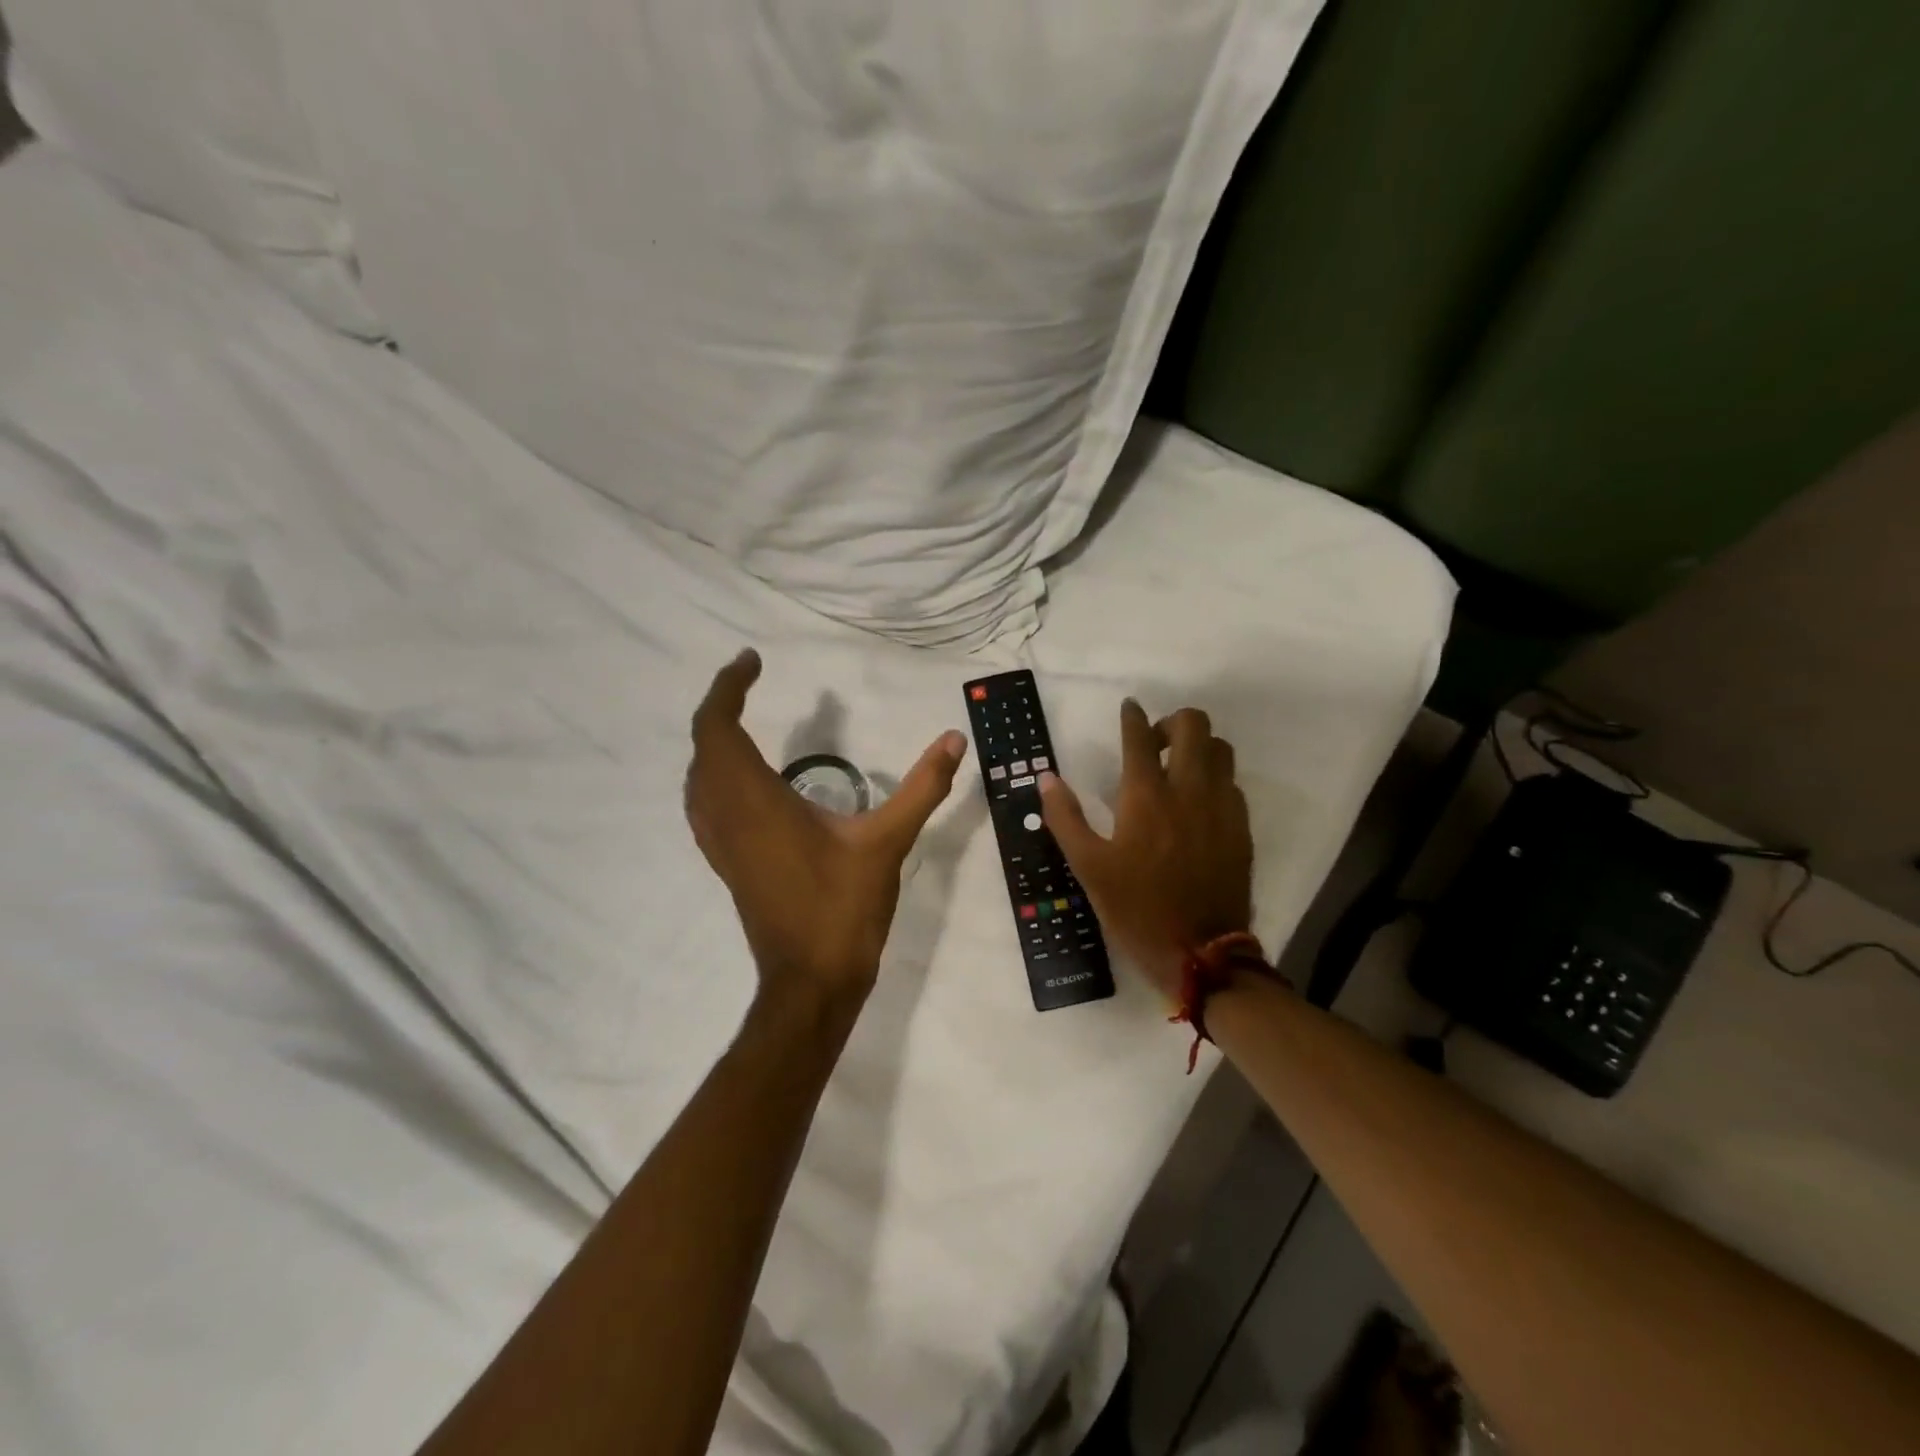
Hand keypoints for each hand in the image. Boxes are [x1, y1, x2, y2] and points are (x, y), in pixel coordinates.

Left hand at [685, 650, 966, 1014]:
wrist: (810, 981)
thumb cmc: (843, 908)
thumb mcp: (887, 842)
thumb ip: (922, 787)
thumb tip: (954, 738)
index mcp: (755, 801)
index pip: (718, 728)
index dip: (728, 688)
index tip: (753, 661)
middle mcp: (726, 816)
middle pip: (703, 746)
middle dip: (721, 707)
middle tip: (751, 682)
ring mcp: (720, 844)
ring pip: (697, 777)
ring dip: (713, 741)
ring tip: (745, 721)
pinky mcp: (727, 863)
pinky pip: (704, 803)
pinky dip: (714, 774)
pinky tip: (744, 781)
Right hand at [1039, 699, 1252, 1001]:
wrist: (1201, 954)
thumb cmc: (1136, 909)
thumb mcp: (1088, 867)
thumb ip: (1065, 817)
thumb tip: (1047, 777)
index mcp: (1146, 796)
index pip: (1140, 736)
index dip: (1133, 716)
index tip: (1129, 708)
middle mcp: (1189, 789)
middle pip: (1194, 726)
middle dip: (1172, 721)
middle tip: (1154, 743)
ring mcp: (1222, 807)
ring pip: (1221, 749)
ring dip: (1198, 746)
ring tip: (1178, 767)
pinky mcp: (1241, 828)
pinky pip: (1232, 783)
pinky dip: (1215, 778)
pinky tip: (1198, 802)